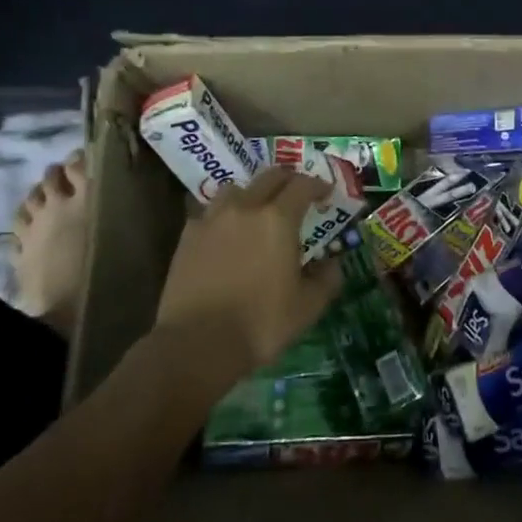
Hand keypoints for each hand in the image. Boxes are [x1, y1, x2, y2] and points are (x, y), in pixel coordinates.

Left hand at [153, 167, 344, 377]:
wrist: (197, 344)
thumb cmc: (260, 323)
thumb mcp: (308, 307)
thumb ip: (326, 279)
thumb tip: (333, 263)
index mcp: (278, 219)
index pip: (303, 185)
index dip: (318, 185)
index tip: (326, 194)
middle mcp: (245, 208)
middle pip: (270, 177)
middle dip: (289, 181)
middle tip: (298, 196)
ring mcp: (212, 219)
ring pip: (236, 189)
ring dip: (253, 193)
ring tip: (258, 211)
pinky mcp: (188, 236)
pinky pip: (210, 212)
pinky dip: (224, 215)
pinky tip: (227, 234)